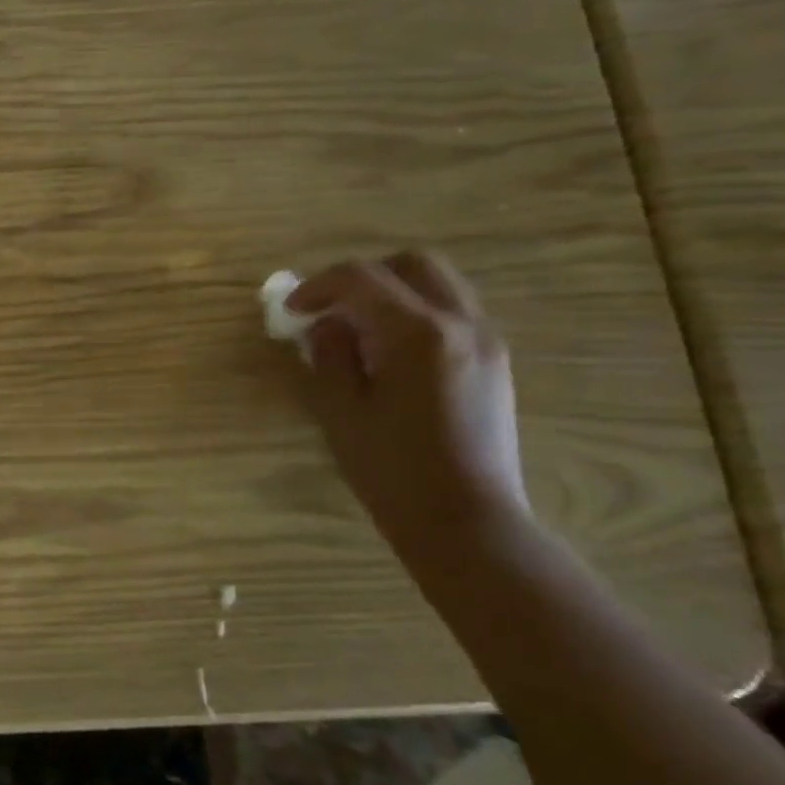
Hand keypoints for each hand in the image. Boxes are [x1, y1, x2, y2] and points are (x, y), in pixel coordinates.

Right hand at [286, 250, 529, 556]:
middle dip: (362, 277)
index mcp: (418, 334)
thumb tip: (327, 325)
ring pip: (438, 284)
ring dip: (390, 292)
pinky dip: (413, 312)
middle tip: (327, 308)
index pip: (361, 279)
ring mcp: (486, 342)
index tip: (290, 311)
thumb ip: (329, 354)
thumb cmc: (391, 468)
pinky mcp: (493, 362)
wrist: (465, 520)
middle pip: (412, 265)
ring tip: (355, 329)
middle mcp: (462, 324)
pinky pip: (451, 312)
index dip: (317, 286)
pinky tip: (386, 351)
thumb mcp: (339, 409)